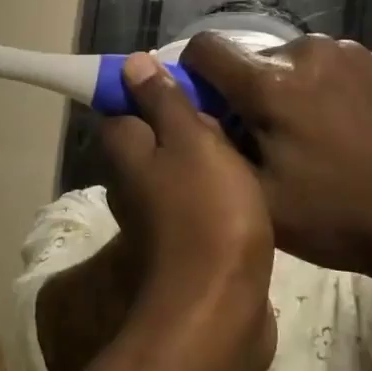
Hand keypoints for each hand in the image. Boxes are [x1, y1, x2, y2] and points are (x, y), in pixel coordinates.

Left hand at [101, 53, 275, 367]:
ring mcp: (155, 215)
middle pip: (153, 136)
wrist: (220, 306)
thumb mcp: (191, 141)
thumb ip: (163, 101)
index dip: (151, 88)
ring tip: (248, 140)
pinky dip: (217, 188)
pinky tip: (249, 182)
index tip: (191, 82)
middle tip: (231, 111)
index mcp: (126, 150)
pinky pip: (197, 199)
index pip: (122, 105)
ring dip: (206, 156)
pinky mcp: (184, 242)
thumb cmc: (207, 211)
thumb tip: (130, 64)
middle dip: (187, 122)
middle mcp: (130, 181)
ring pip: (177, 169)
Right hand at [182, 33, 371, 294]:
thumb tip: (188, 108)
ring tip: (317, 135)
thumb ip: (213, 145)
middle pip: (254, 59)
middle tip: (269, 138)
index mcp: (270, 84)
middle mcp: (308, 52)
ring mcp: (354, 53)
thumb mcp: (258, 198)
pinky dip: (333, 89)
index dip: (194, 72)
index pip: (205, 47)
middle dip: (250, 91)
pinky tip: (354, 130)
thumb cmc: (338, 217)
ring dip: (293, 88)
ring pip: (298, 61)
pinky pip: (339, 66)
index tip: (207, 104)